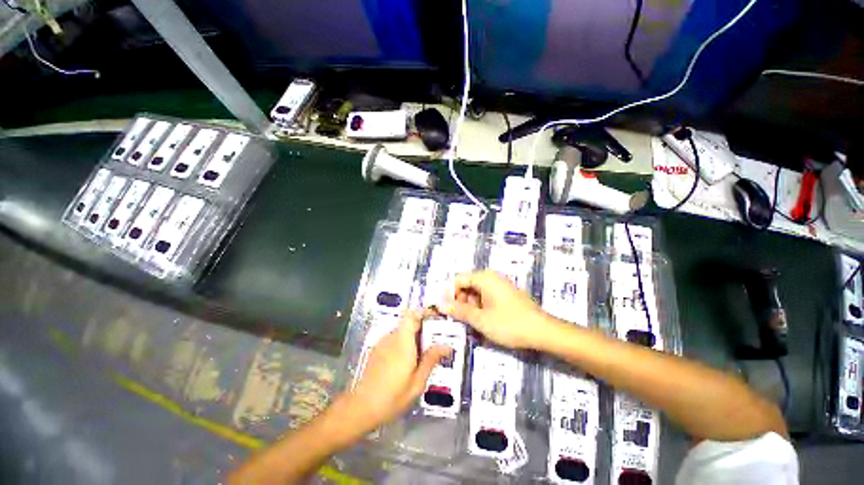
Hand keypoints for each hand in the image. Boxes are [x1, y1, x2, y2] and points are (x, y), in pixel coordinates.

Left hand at [343, 310, 450, 433]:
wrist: (361, 408)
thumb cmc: (392, 396)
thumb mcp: (417, 382)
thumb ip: (431, 360)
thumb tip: (446, 346)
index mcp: (402, 341)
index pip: (412, 314)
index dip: (424, 312)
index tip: (436, 318)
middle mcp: (391, 337)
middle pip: (409, 322)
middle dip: (424, 328)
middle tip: (436, 341)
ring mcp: (382, 342)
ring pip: (402, 331)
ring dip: (414, 337)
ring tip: (424, 354)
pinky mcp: (377, 350)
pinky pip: (394, 339)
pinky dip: (404, 344)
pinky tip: (408, 362)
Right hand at [440, 270, 554, 348]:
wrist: (543, 332)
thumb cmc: (510, 324)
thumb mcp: (480, 319)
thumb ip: (459, 310)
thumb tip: (440, 304)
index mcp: (484, 278)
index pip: (458, 280)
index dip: (447, 294)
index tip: (441, 309)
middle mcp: (491, 277)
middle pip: (466, 285)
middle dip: (458, 300)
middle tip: (454, 318)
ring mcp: (499, 285)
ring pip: (475, 292)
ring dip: (468, 305)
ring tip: (467, 322)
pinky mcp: (505, 294)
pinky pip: (486, 296)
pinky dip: (479, 307)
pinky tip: (480, 320)